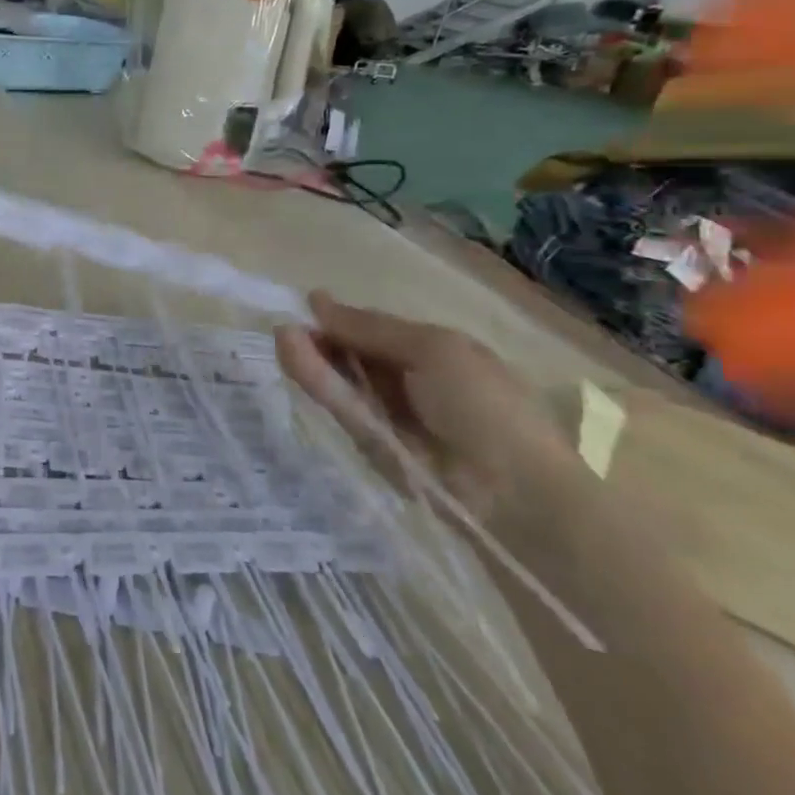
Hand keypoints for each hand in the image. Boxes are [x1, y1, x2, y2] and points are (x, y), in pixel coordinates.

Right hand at [275, 291, 577, 527]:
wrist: (512, 492)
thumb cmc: (486, 405)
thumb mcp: (434, 349)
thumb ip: (371, 327)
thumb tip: (318, 301)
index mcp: (438, 355)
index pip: (379, 332)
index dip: (345, 319)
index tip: (308, 305)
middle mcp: (411, 384)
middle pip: (355, 355)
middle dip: (323, 338)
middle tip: (288, 325)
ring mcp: (388, 416)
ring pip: (341, 380)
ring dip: (311, 357)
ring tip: (282, 334)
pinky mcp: (367, 445)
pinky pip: (339, 406)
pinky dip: (315, 380)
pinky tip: (292, 352)